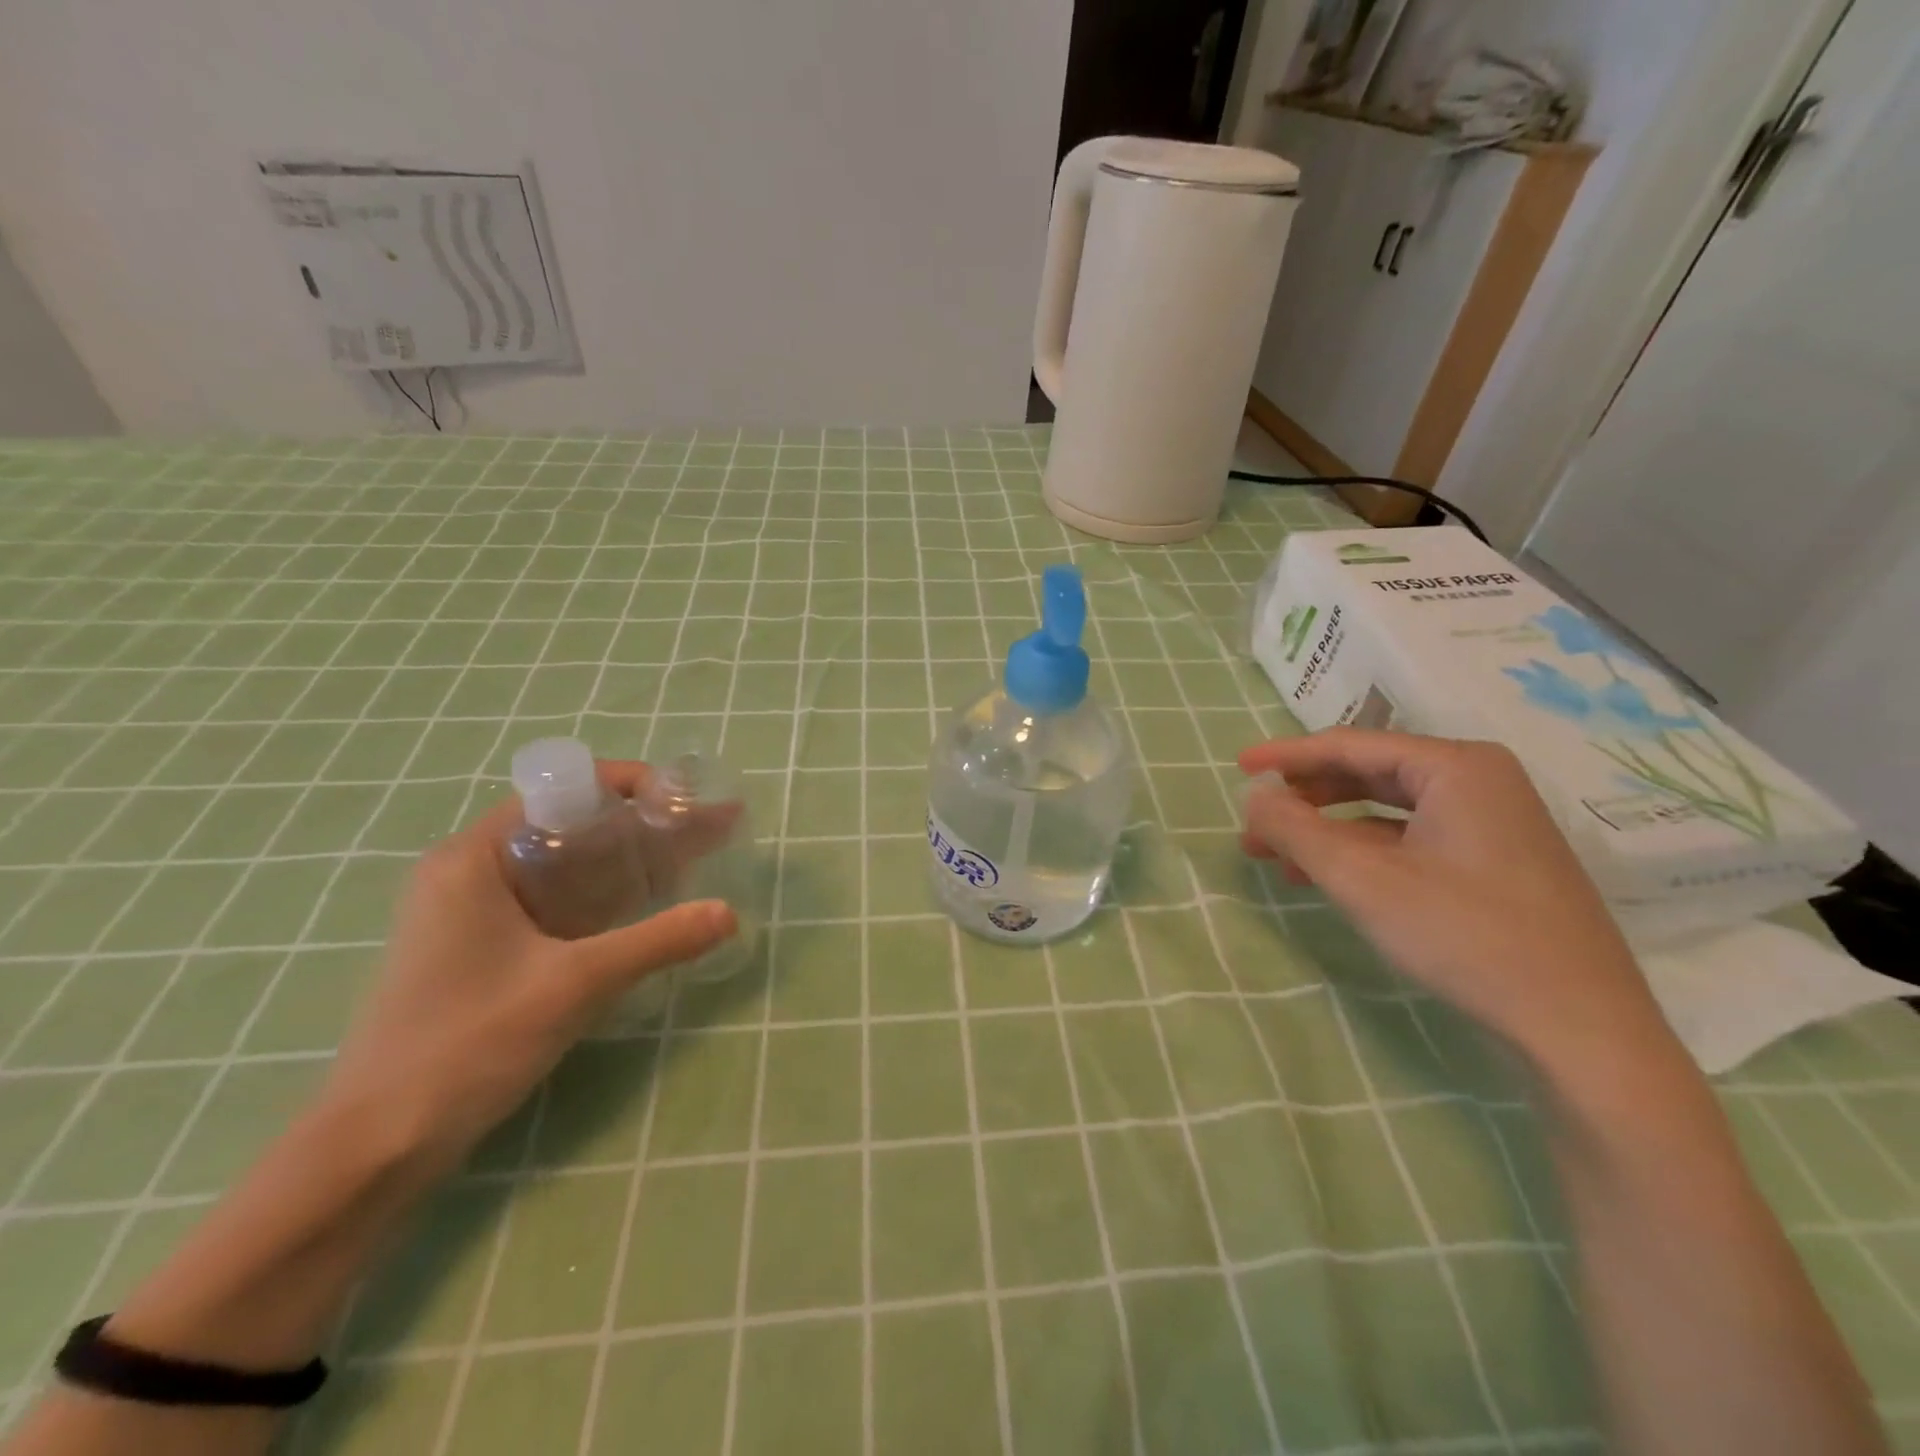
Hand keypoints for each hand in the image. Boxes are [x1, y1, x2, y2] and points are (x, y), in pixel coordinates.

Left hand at [322, 760, 736, 1176]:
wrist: (374, 1148)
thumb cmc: (465, 1045)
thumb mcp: (574, 984)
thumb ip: (657, 941)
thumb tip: (729, 913)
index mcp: (473, 857)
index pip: (563, 791)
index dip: (631, 787)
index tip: (687, 799)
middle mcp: (469, 870)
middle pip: (570, 825)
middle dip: (644, 824)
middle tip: (708, 826)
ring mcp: (472, 911)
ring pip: (566, 864)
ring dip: (628, 859)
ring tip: (693, 856)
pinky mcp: (482, 947)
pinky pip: (555, 900)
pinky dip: (604, 894)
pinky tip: (648, 903)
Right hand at [1239, 729, 1667, 1062]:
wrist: (1581, 1031)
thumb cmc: (1465, 936)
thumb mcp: (1363, 879)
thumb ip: (1296, 829)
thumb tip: (1253, 795)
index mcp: (1456, 767)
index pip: (1351, 745)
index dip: (1287, 755)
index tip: (1238, 766)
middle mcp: (1478, 782)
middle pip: (1369, 774)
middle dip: (1304, 798)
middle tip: (1254, 820)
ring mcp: (1491, 825)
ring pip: (1387, 811)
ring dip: (1327, 829)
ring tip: (1275, 854)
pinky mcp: (1493, 865)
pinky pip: (1410, 841)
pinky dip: (1362, 853)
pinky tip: (1325, 877)